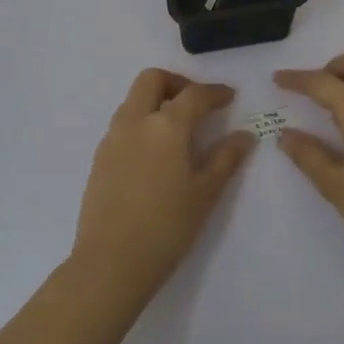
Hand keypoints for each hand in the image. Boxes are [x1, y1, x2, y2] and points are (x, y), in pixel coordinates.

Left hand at [73, 69, 253, 294]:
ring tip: (178, 130)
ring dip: (156, 101)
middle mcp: (135, 121)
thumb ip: (226, 158)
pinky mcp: (99, 158)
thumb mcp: (205, 193)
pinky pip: (123, 124)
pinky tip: (155, 153)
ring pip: (133, 100)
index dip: (215, 92)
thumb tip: (245, 134)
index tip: (229, 97)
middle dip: (177, 83)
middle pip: (152, 80)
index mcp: (166, 125)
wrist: (110, 264)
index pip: (194, 94)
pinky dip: (142, 122)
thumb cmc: (167, 227)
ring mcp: (113, 138)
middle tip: (197, 105)